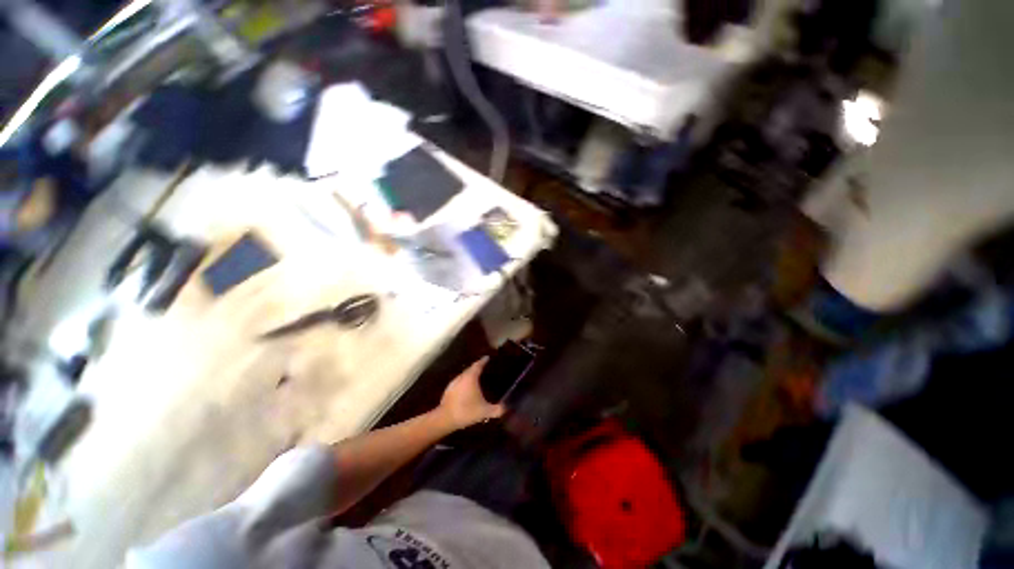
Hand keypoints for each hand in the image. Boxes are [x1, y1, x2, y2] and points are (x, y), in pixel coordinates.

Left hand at [438, 358, 504, 429]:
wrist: (445, 419)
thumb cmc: (467, 411)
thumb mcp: (485, 411)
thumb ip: (497, 409)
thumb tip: (507, 407)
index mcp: (471, 377)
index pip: (478, 365)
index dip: (483, 361)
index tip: (488, 358)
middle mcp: (462, 376)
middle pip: (471, 369)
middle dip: (477, 367)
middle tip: (486, 368)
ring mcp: (454, 383)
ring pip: (464, 375)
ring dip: (470, 375)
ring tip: (478, 378)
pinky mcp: (449, 390)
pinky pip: (459, 382)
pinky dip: (465, 383)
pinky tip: (468, 390)